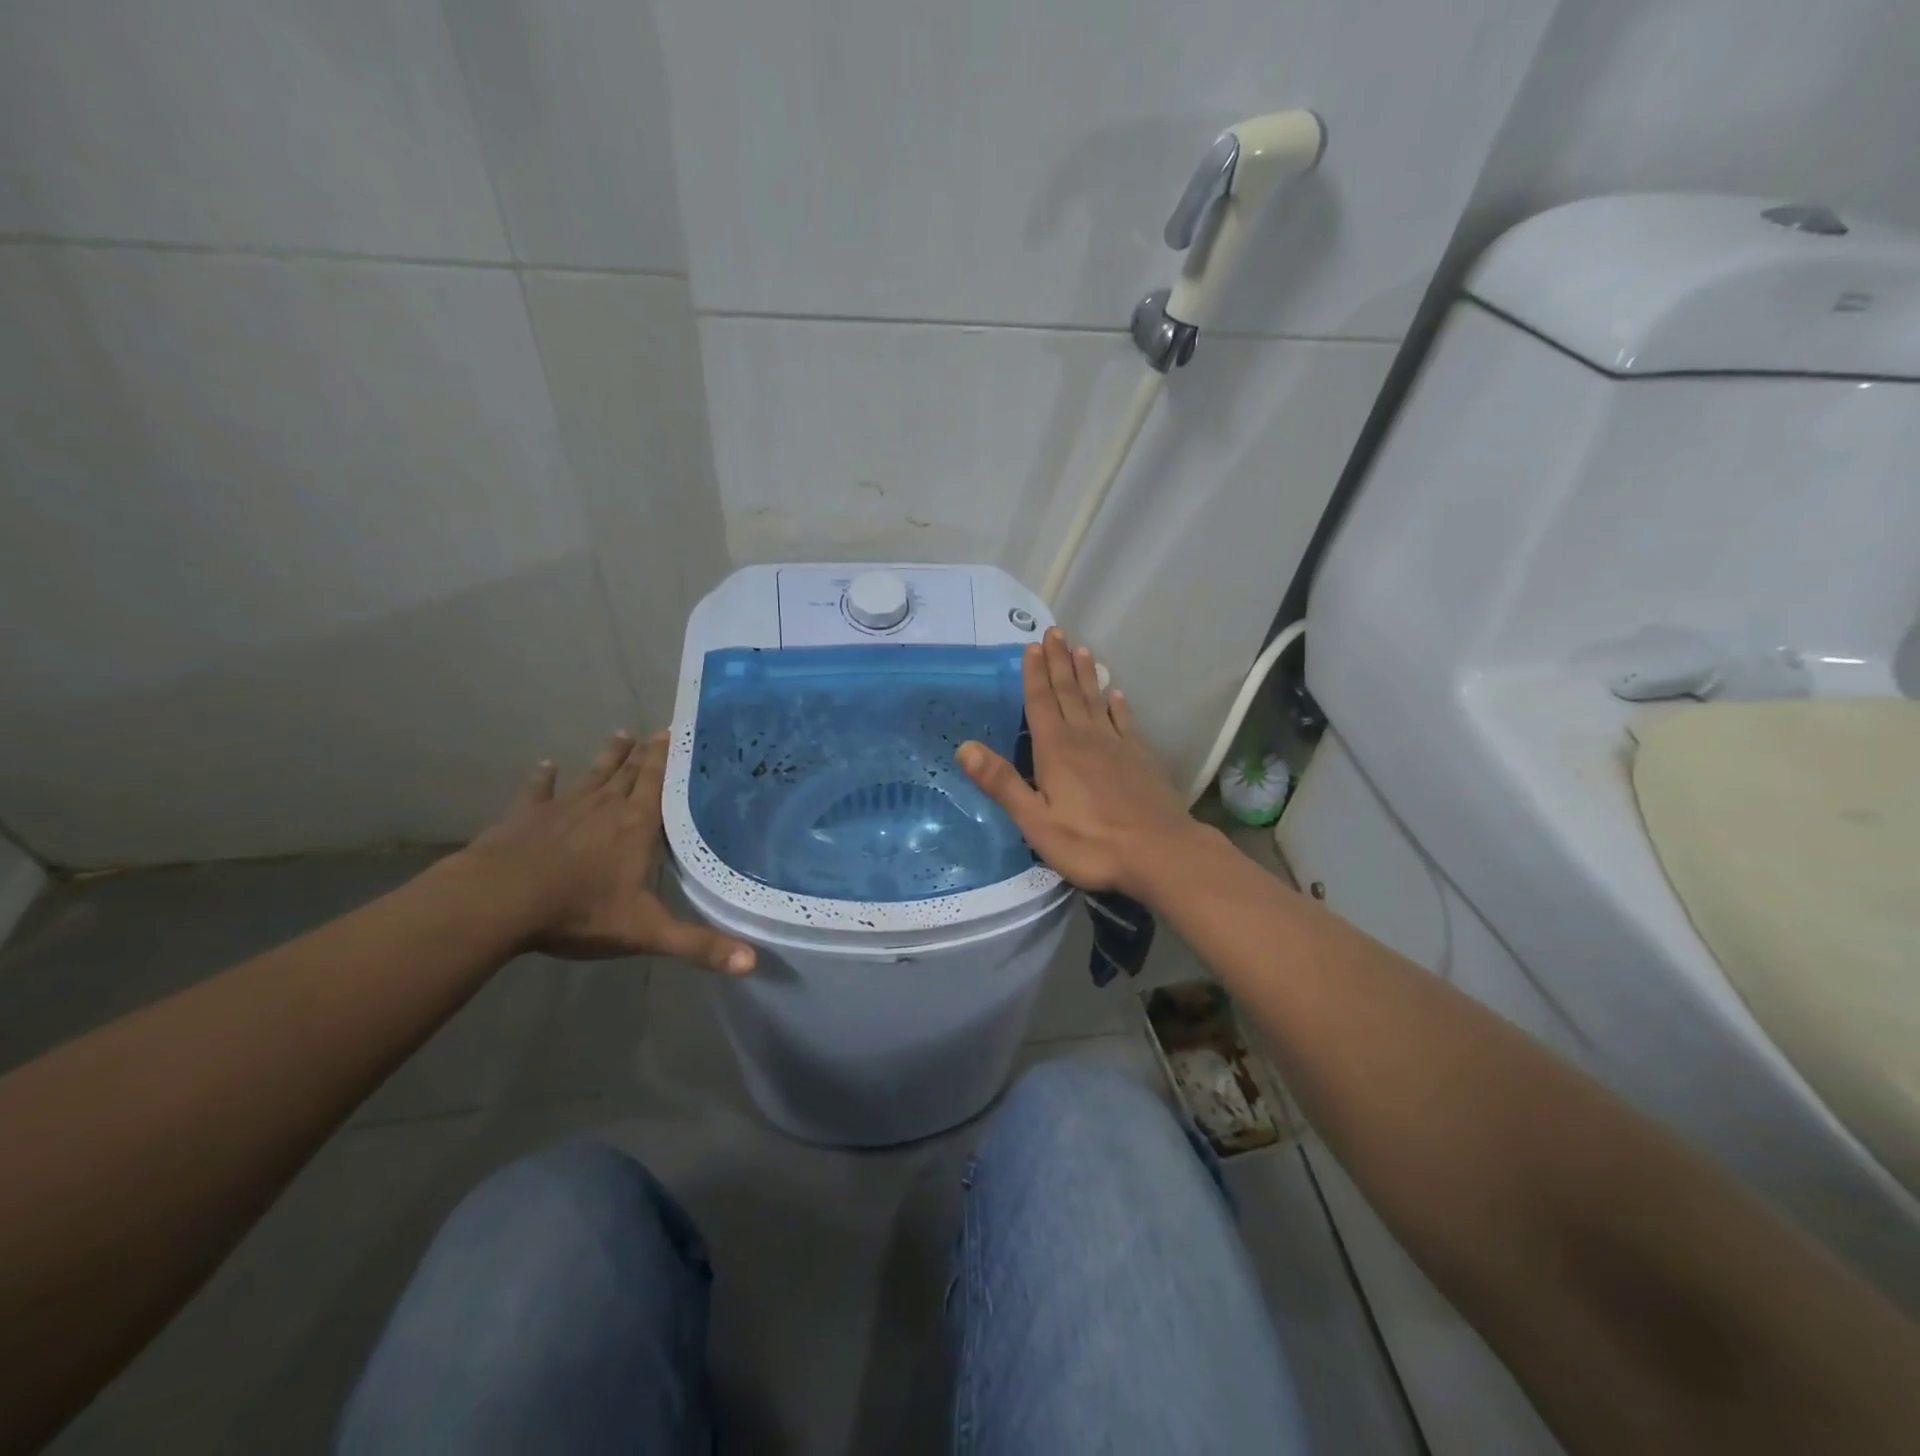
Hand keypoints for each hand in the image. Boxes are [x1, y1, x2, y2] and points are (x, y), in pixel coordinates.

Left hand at [462, 730, 755, 973]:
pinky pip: (538, 791)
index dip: (667, 759)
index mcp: (637, 827)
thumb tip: (752, 964)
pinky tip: (545, 765)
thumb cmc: (579, 911)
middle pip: (629, 774)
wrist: (500, 900)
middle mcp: (605, 808)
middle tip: (655, 731)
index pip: (658, 785)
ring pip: (593, 776)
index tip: (674, 732)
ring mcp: (564, 809)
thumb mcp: (646, 932)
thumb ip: (699, 946)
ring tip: (620, 734)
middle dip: (645, 754)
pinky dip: (543, 778)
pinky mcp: (526, 817)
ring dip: (607, 757)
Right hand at [956, 628, 1205, 899]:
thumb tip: (964, 748)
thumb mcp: (1036, 822)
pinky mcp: (1140, 758)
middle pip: (1069, 692)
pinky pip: (1125, 721)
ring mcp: (1117, 745)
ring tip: (1082, 650)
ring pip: (1097, 701)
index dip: (1034, 674)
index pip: (1040, 702)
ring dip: (1087, 675)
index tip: (1032, 645)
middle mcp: (1086, 738)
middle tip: (1055, 632)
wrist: (1160, 853)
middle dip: (1059, 662)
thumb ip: (1002, 784)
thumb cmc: (1091, 843)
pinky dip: (1118, 705)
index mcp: (1056, 750)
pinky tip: (1117, 694)